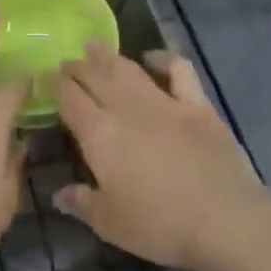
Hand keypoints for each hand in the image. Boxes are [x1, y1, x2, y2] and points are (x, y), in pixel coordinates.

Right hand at [54, 46, 270, 270]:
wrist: (224, 221)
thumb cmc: (160, 225)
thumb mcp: (110, 224)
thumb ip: (81, 203)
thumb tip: (58, 195)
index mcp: (99, 134)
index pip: (70, 98)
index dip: (56, 84)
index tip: (47, 77)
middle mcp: (126, 108)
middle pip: (95, 75)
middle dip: (77, 65)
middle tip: (67, 60)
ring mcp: (163, 102)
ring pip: (128, 68)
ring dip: (108, 55)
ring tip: (94, 45)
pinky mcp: (196, 105)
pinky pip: (178, 70)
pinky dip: (163, 59)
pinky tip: (153, 58)